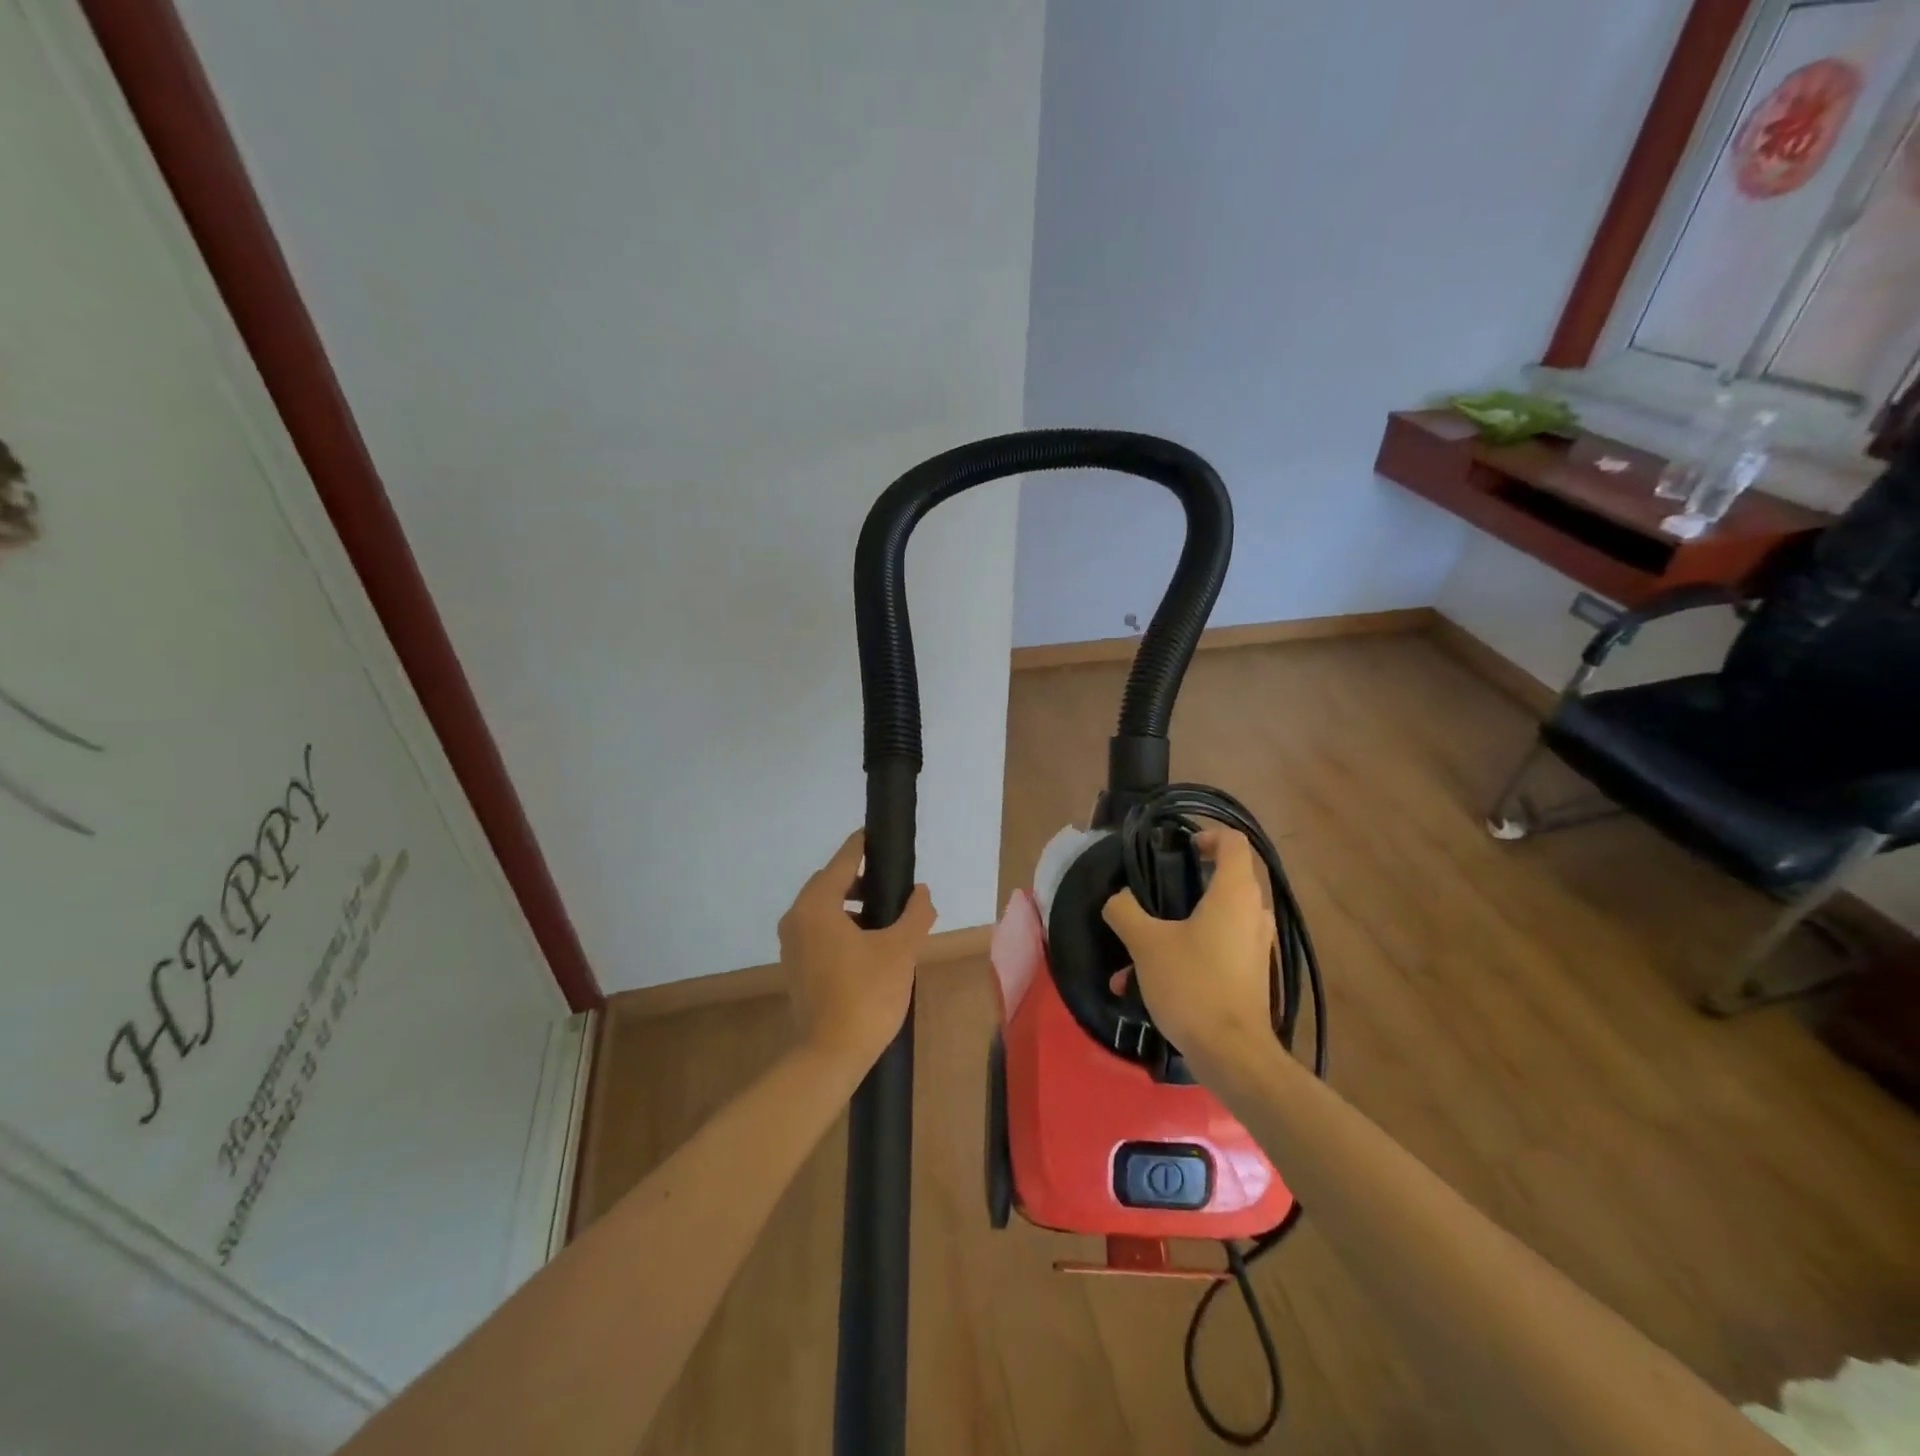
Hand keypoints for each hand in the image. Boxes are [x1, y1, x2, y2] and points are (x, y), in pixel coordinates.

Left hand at [779, 831, 936, 1068]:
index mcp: (817, 905)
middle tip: (892, 884)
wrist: (830, 1055)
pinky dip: (841, 926)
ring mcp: (791, 944)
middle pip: (829, 882)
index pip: (843, 861)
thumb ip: (915, 914)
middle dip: (859, 879)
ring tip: (886, 917)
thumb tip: (922, 892)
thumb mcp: (900, 950)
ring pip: (823, 908)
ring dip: (851, 905)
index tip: (880, 836)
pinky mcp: (794, 966)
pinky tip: (868, 944)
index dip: (863, 846)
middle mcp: (797, 918)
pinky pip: (818, 931)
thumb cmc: (866, 995)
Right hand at [1103, 827, 1271, 1055]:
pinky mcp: (1252, 975)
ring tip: (1136, 952)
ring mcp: (1256, 947)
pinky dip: (1187, 955)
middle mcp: (1253, 914)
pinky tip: (1147, 984)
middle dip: (1184, 886)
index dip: (1206, 835)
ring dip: (1178, 928)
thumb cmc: (1192, 984)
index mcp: (1234, 894)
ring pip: (1216, 920)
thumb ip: (1125, 911)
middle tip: (1152, 896)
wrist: (1232, 1054)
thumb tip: (1118, 898)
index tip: (1178, 849)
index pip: (1232, 842)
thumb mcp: (1146, 943)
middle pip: (1223, 880)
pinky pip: (1218, 950)